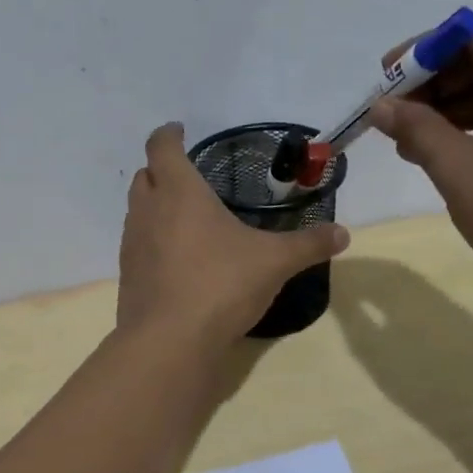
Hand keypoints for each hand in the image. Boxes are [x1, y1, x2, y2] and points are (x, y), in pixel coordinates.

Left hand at [118, 123, 349, 342]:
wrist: (169, 342)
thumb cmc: (221, 285)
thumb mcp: (273, 262)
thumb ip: (308, 245)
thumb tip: (343, 234)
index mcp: (179, 192)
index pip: (161, 146)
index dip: (168, 134)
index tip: (179, 131)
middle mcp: (148, 211)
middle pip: (144, 176)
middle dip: (161, 170)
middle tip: (188, 176)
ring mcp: (132, 245)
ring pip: (137, 210)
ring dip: (155, 205)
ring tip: (185, 217)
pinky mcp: (128, 276)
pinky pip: (138, 245)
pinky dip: (153, 240)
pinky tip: (178, 259)